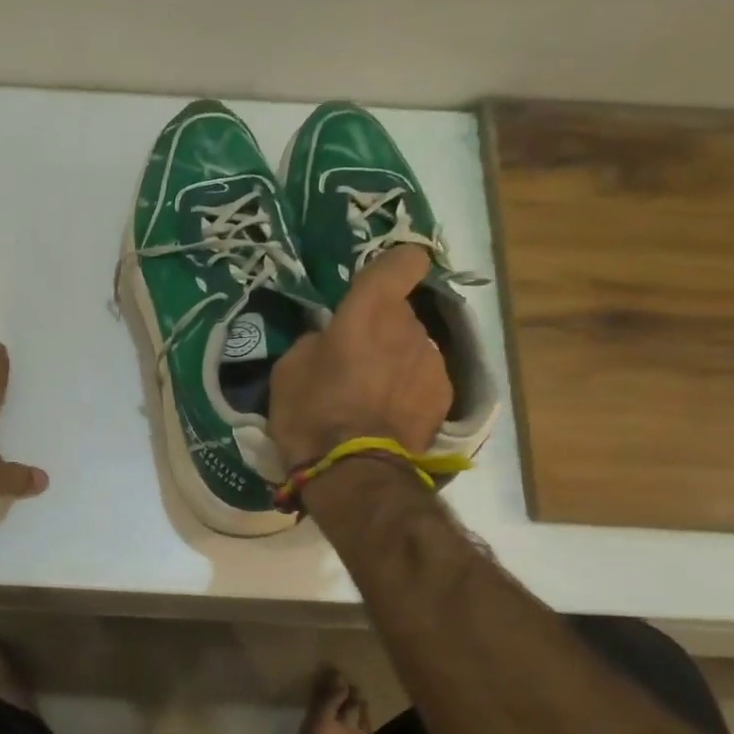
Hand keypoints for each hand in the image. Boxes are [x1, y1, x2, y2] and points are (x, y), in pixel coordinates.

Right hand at [269, 246, 452, 466]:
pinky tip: (388, 415)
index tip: (379, 282)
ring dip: (396, 359)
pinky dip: (409, 388)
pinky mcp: (444, 396)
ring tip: (371, 394)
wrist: (353, 473)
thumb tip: (329, 339)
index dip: (396, 264)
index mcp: (370, 310)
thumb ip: (316, 340)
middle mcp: (409, 327)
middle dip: (381, 327)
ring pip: (413, 346)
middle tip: (354, 358)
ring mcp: (433, 362)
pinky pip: (423, 378)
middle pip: (400, 312)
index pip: (403, 261)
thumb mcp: (289, 368)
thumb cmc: (312, 412)